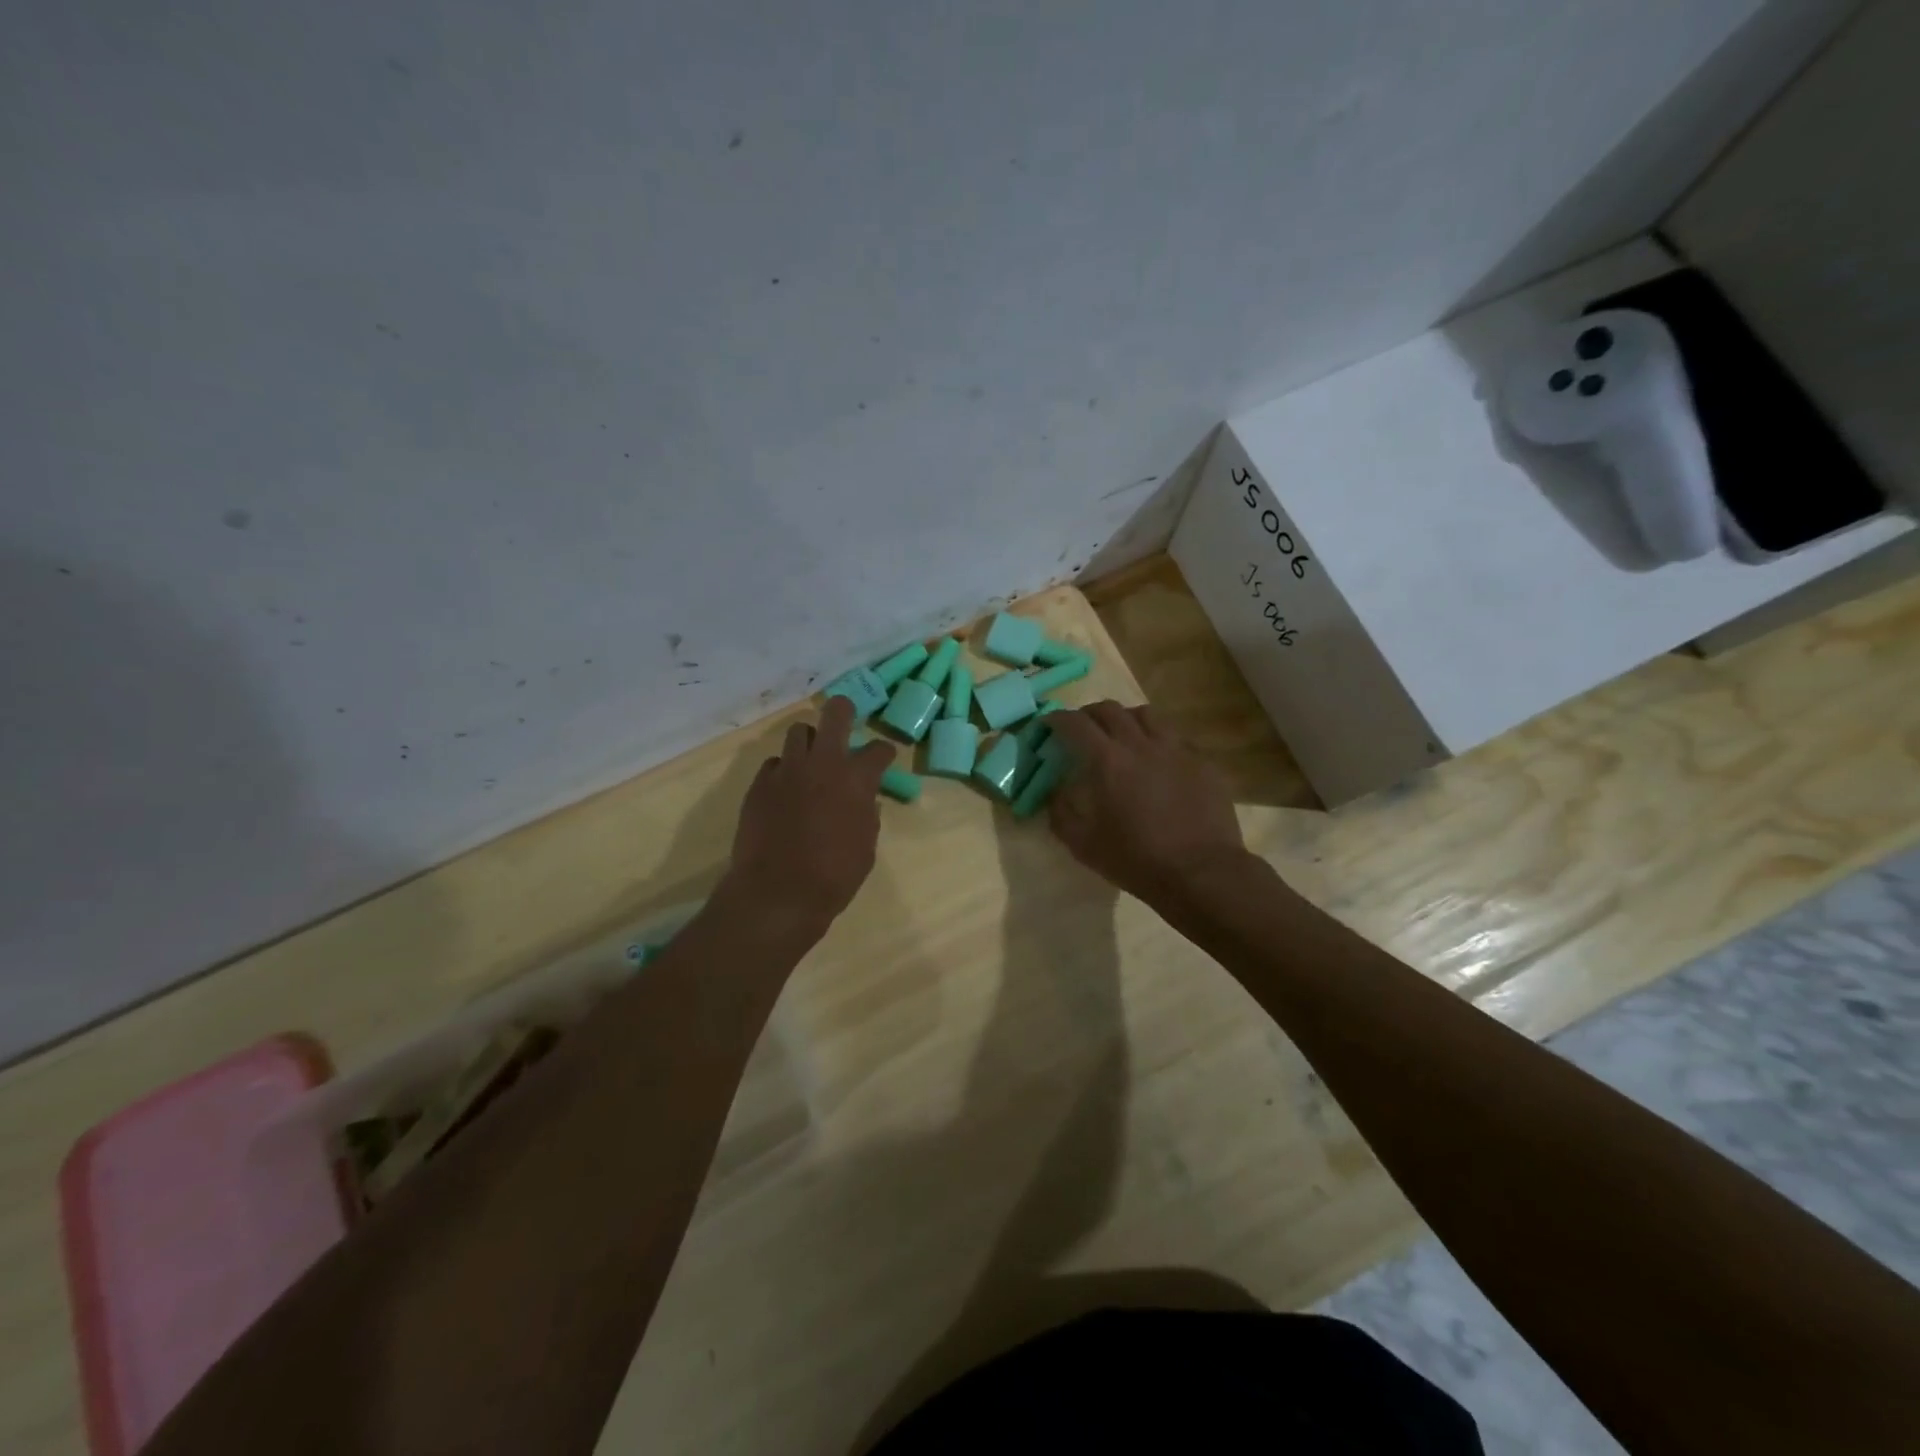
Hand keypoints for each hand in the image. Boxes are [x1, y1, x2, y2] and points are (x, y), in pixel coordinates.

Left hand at [724, 694, 894, 932]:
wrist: (777, 893)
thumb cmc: (834, 876)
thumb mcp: (866, 847)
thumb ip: (867, 816)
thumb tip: (865, 802)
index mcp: (857, 779)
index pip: (879, 749)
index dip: (884, 752)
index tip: (882, 759)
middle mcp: (823, 764)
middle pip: (835, 713)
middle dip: (843, 711)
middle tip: (845, 721)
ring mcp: (787, 770)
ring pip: (798, 731)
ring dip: (809, 741)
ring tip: (811, 759)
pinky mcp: (759, 784)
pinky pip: (774, 763)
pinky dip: (783, 771)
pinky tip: (785, 790)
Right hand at [1046, 701, 1247, 908]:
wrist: (1201, 872)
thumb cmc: (1136, 859)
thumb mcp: (1083, 844)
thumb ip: (1061, 813)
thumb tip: (1055, 793)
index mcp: (1107, 760)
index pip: (1075, 724)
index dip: (1056, 719)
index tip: (1048, 724)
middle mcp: (1140, 744)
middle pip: (1110, 710)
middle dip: (1089, 714)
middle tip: (1082, 729)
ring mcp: (1176, 749)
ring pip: (1146, 714)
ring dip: (1126, 719)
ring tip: (1121, 735)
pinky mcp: (1201, 761)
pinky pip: (1174, 736)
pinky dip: (1157, 739)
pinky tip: (1157, 758)